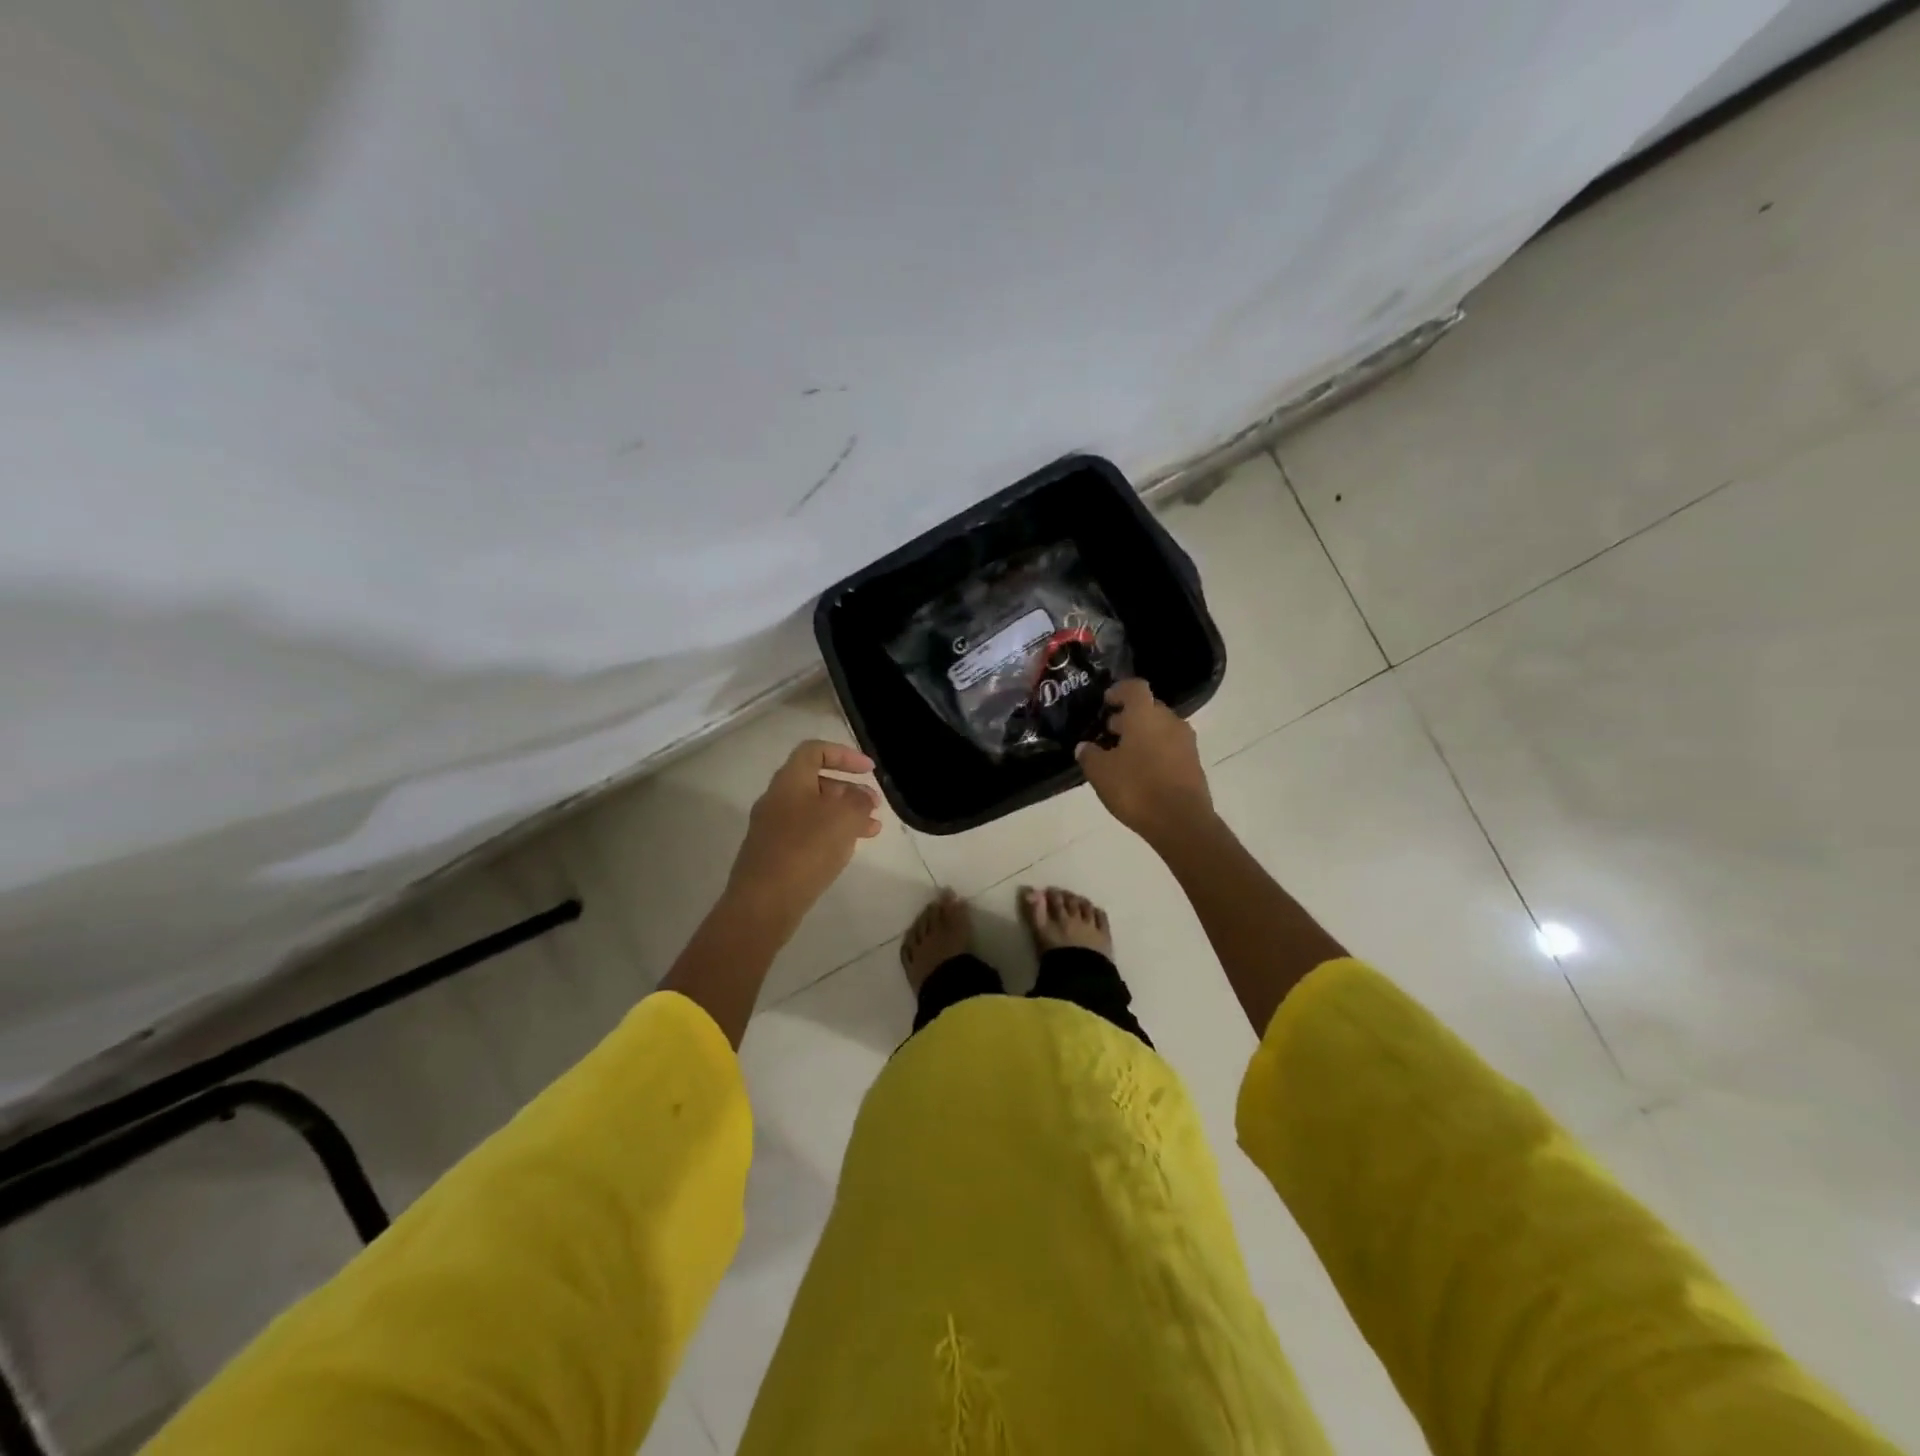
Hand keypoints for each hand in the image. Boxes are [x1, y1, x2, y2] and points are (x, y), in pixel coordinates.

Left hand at [725, 740, 882, 930]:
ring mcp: (771, 828)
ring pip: (814, 811)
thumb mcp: (845, 818)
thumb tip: (861, 797)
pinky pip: (806, 834)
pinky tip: (846, 850)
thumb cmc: (806, 850)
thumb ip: (859, 801)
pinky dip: (829, 835)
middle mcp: (776, 799)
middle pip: (816, 782)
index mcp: (789, 781)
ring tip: (872, 831)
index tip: (870, 770)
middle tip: (874, 806)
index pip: (815, 750)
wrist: (763, 903)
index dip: (845, 755)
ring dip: (844, 815)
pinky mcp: (773, 854)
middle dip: (849, 790)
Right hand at [1075, 680, 1213, 845]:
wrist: (1181, 822)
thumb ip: (1089, 755)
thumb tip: (1085, 746)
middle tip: (1108, 733)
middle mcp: (1170, 721)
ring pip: (1160, 729)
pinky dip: (1155, 753)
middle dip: (1128, 717)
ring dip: (1142, 736)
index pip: (1135, 687)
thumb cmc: (1136, 788)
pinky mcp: (1194, 764)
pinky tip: (1140, 773)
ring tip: (1122, 756)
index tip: (1106, 703)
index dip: (1119, 691)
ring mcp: (1186, 742)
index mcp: (1145, 715)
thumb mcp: (1100, 772)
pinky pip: (1170, 748)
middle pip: (1148, 708)